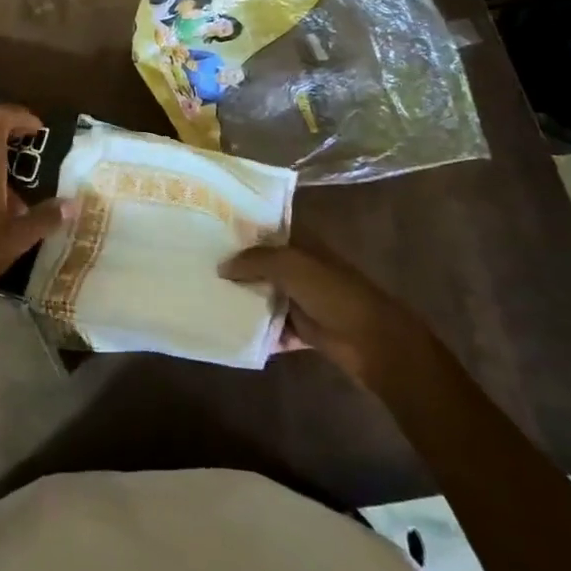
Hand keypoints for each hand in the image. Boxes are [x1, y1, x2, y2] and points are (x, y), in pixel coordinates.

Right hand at [222, 245, 425, 384]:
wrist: (373, 341)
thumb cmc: (333, 293)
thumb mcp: (290, 265)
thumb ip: (254, 260)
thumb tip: (221, 266)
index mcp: (301, 243)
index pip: (266, 229)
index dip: (240, 229)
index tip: (206, 230)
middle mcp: (300, 267)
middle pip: (261, 263)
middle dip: (234, 266)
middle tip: (197, 265)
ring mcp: (302, 298)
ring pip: (265, 295)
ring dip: (243, 300)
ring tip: (206, 299)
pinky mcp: (303, 328)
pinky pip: (273, 327)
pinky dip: (257, 331)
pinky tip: (229, 331)